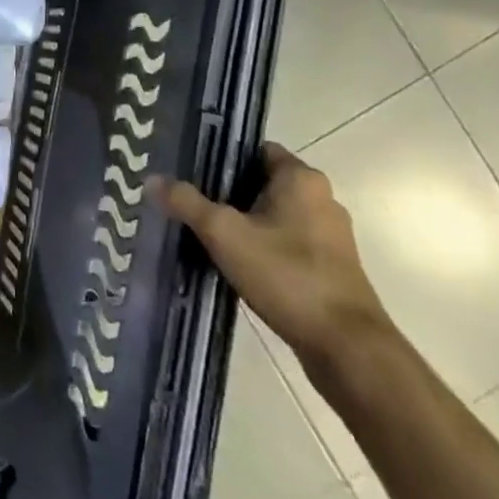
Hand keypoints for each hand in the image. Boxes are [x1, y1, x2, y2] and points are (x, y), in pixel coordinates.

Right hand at [154, 143, 393, 375]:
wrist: (346, 347)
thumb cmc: (287, 275)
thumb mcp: (224, 234)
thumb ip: (187, 203)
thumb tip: (152, 179)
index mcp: (302, 179)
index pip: (253, 150)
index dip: (219, 157)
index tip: (187, 171)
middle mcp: (321, 199)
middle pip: (260, 183)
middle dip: (224, 192)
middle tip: (186, 202)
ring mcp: (328, 235)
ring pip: (271, 215)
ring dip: (241, 222)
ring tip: (202, 232)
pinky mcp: (329, 266)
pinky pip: (284, 242)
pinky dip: (259, 246)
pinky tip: (231, 262)